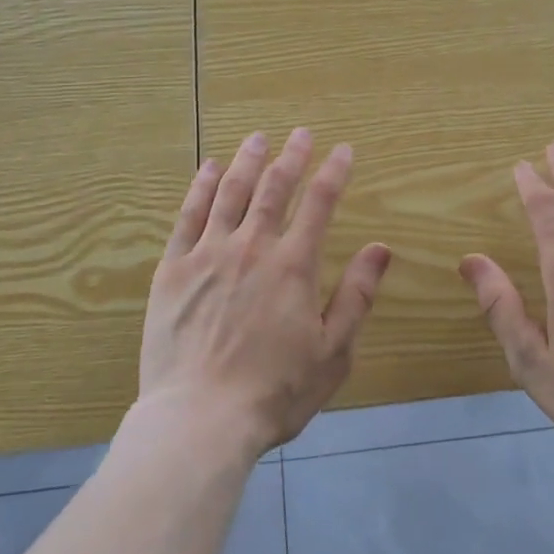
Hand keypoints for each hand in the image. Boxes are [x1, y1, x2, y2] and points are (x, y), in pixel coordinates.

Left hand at [138, 128, 391, 455]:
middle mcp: (252, 247)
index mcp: (293, 265)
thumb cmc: (275, 392)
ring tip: (257, 138)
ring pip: (231, 192)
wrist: (200, 419)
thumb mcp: (333, 351)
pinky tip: (210, 168)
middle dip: (292, 156)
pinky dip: (202, 186)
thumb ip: (357, 296)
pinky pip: (188, 215)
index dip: (334, 172)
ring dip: (248, 160)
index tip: (343, 150)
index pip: (320, 203)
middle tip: (301, 133)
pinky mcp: (174, 268)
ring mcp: (208, 254)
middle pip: (274, 188)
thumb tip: (380, 248)